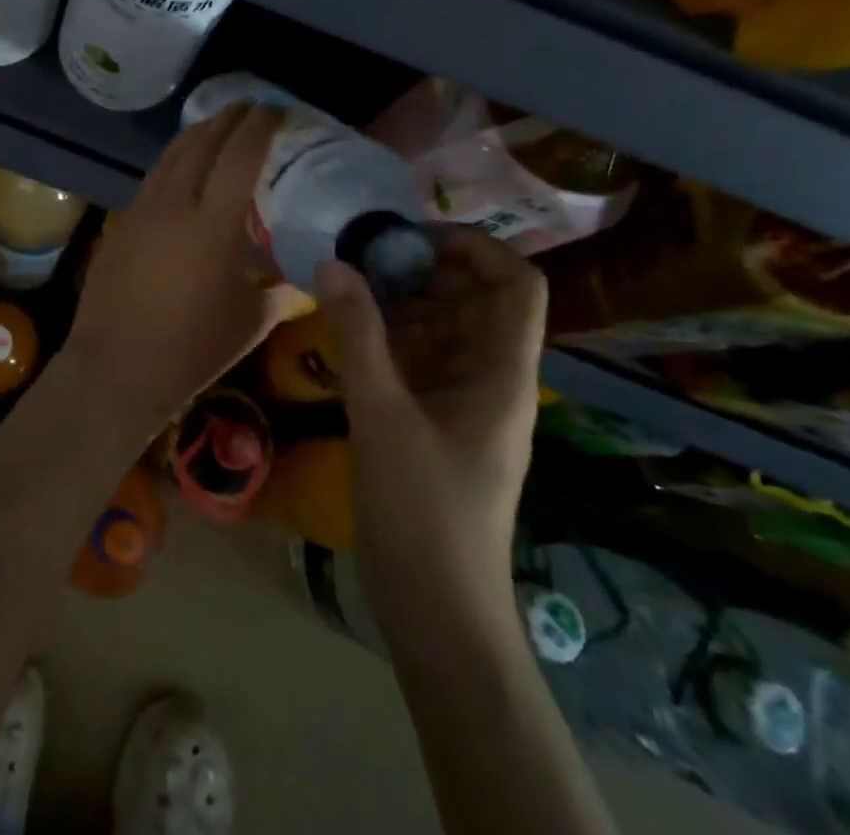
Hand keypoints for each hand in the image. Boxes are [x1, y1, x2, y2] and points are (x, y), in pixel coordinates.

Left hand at [66, 104, 286, 437]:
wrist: (116, 368)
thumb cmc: (191, 349)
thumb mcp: (250, 322)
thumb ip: (283, 292)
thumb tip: (308, 279)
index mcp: (212, 224)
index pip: (239, 156)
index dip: (258, 126)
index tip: (275, 108)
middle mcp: (174, 205)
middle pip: (200, 143)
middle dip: (227, 118)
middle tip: (249, 106)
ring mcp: (141, 211)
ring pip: (170, 156)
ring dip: (197, 133)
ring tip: (217, 125)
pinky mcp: (120, 224)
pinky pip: (152, 179)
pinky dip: (174, 161)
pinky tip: (183, 170)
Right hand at [314, 227, 546, 619]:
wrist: (437, 612)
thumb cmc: (423, 512)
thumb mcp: (382, 416)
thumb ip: (357, 335)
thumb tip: (333, 262)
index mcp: (502, 373)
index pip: (517, 285)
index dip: (474, 247)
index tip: (410, 237)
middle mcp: (491, 378)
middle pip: (475, 299)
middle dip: (424, 269)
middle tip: (363, 255)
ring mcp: (463, 400)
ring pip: (443, 327)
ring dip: (401, 300)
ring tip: (347, 283)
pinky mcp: (435, 420)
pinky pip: (418, 358)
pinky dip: (388, 335)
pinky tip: (347, 328)